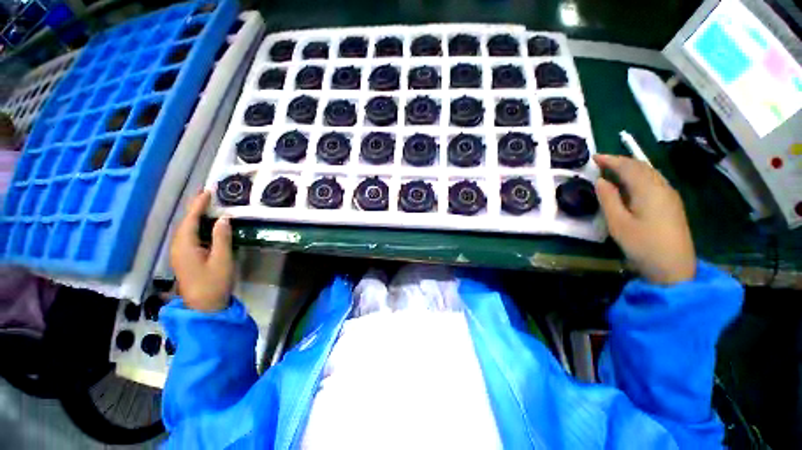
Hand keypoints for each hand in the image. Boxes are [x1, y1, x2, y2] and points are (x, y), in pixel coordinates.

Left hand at [170, 190, 233, 310]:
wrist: (204, 307)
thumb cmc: (213, 283)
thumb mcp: (222, 259)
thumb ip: (221, 238)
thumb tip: (223, 218)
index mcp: (185, 246)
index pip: (190, 220)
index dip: (198, 205)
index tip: (207, 191)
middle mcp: (178, 247)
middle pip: (184, 223)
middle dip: (194, 209)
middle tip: (206, 196)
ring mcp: (180, 254)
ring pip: (185, 230)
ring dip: (195, 217)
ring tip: (206, 206)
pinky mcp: (185, 259)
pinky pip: (188, 237)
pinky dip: (196, 227)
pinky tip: (205, 226)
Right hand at [594, 154, 695, 284]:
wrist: (674, 267)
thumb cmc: (642, 244)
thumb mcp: (618, 223)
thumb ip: (608, 199)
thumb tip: (601, 180)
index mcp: (648, 190)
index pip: (628, 166)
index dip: (611, 159)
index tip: (594, 157)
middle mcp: (662, 187)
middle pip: (641, 166)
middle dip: (621, 161)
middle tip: (601, 162)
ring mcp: (670, 195)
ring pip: (650, 173)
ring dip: (631, 168)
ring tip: (613, 170)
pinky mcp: (672, 204)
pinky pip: (654, 181)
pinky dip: (640, 176)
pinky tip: (631, 183)